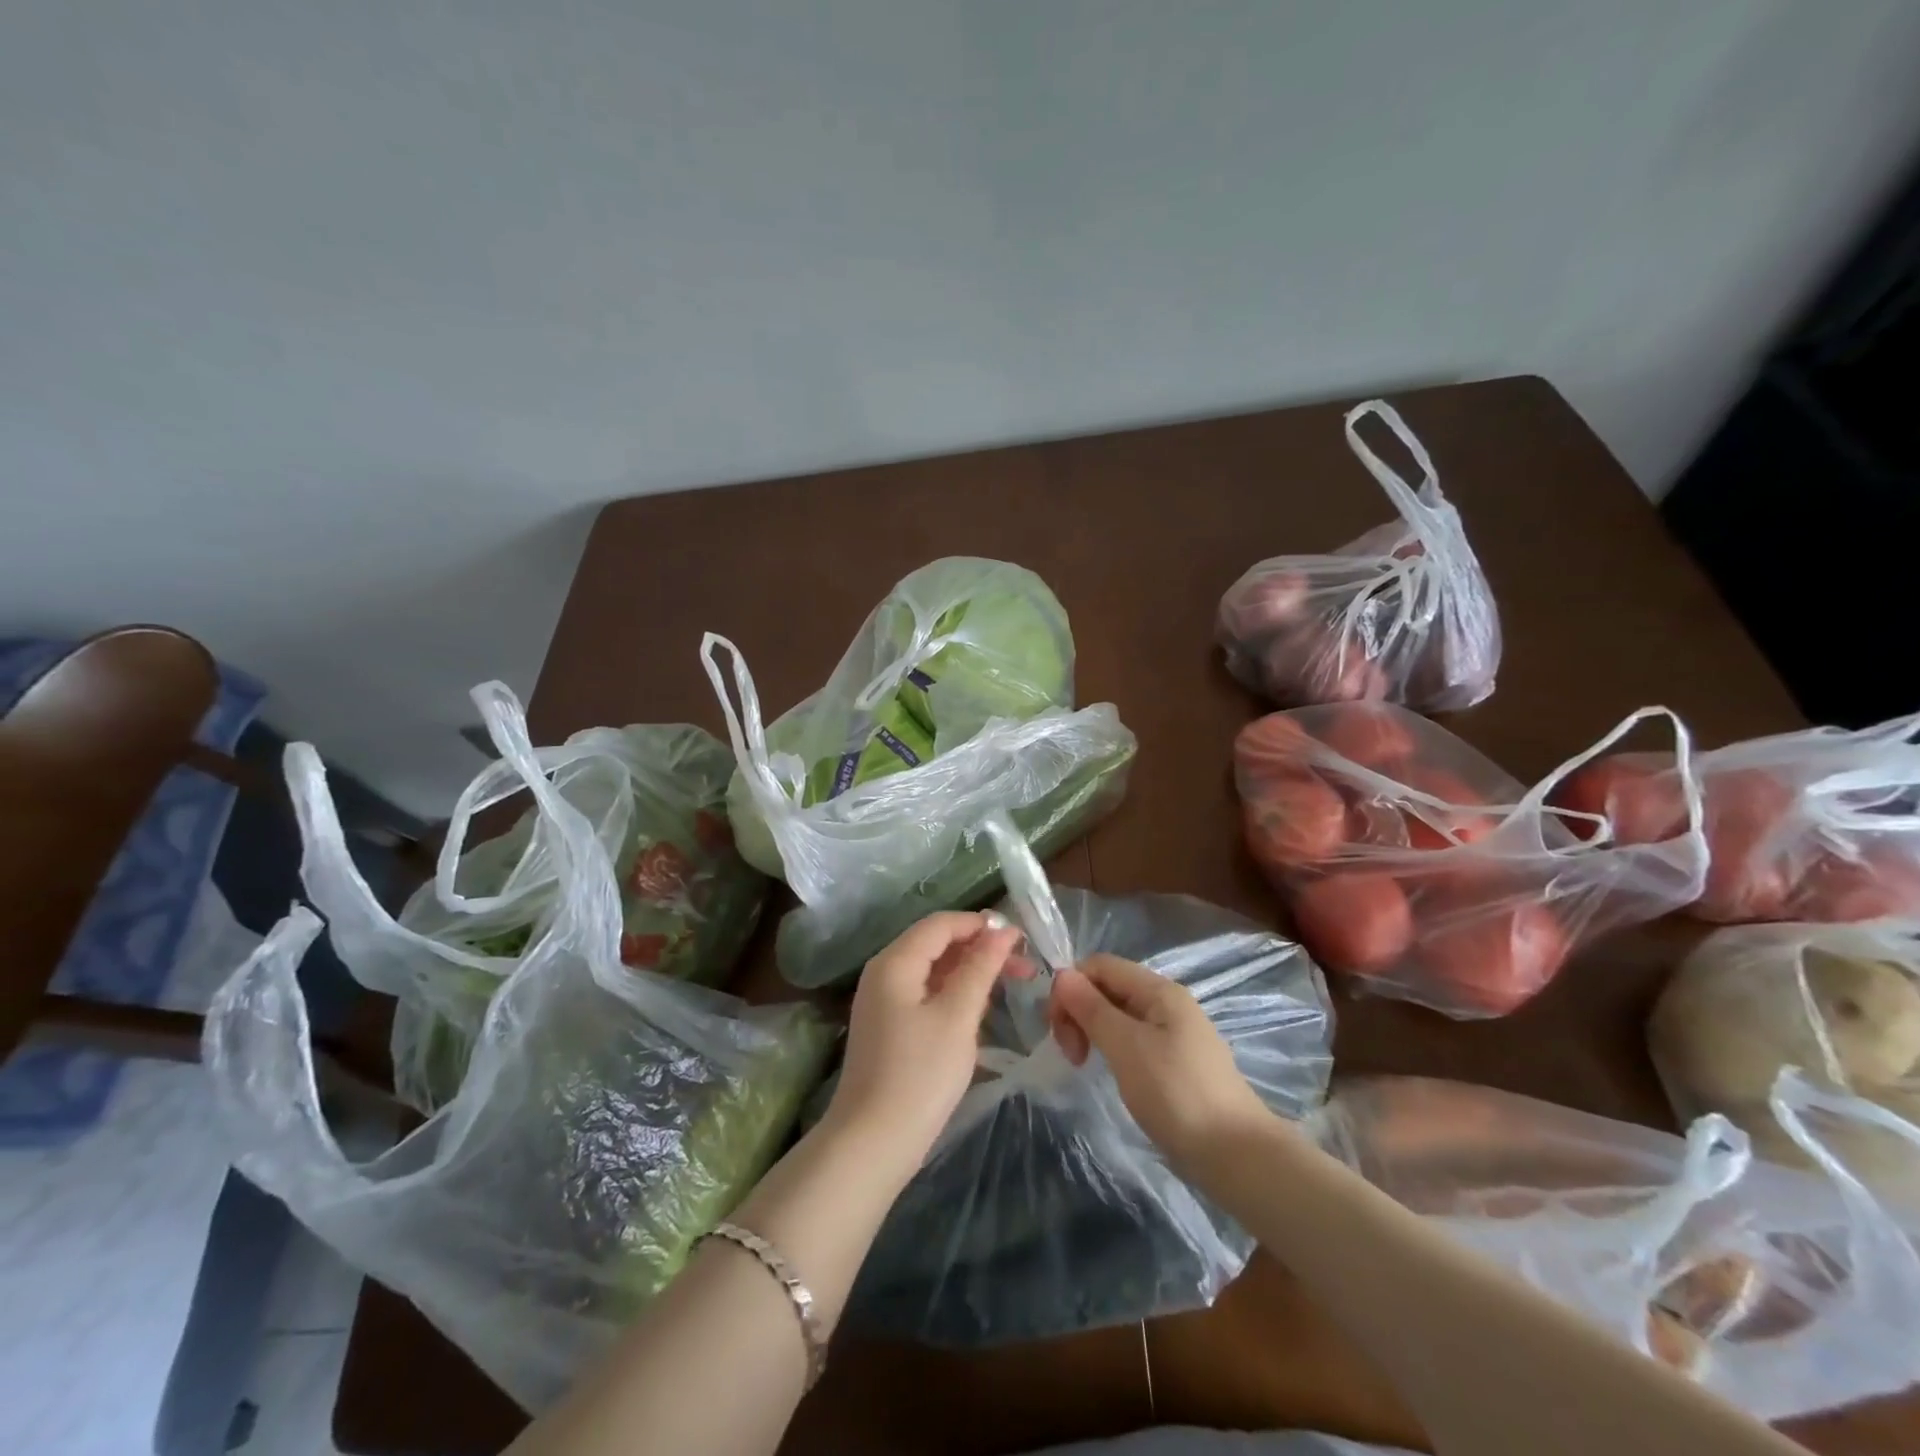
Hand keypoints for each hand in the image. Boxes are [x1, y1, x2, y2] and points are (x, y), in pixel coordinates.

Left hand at [824, 911, 1027, 1179]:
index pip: (941, 924)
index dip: (981, 925)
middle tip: (1026, 967)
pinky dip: (956, 993)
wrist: (872, 1144)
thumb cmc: (919, 1075)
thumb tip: (1002, 929)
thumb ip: (980, 968)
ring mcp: (883, 1001)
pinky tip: (982, 1008)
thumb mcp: (957, 1016)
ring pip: (934, 970)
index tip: (1022, 938)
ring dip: (972, 972)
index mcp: (895, 962)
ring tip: (1013, 984)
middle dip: (981, 949)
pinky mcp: (889, 1027)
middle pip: (937, 944)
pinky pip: (926, 993)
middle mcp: (884, 972)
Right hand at [1049, 953, 1275, 1165]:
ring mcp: (1174, 1033)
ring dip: (1093, 1031)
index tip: (1057, 1029)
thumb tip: (1062, 974)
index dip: (1071, 987)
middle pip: (1108, 987)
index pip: (1100, 965)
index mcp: (1159, 990)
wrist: (1237, 1156)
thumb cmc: (1177, 1094)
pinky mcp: (1175, 1061)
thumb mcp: (1127, 1047)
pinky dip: (1112, 1048)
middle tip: (1070, 1054)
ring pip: (1119, 1015)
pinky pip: (1133, 1039)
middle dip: (1080, 1011)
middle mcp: (1167, 1003)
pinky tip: (1110, 1071)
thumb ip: (1092, 1009)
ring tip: (1084, 1064)